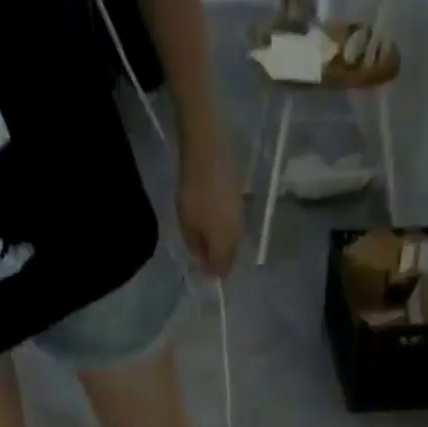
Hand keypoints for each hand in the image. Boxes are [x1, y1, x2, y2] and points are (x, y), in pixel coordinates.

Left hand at [177, 135, 241, 275]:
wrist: (208, 152)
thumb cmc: (194, 192)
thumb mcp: (187, 224)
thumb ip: (195, 246)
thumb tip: (201, 259)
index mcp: (225, 246)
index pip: (220, 270)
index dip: (209, 273)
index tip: (198, 268)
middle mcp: (237, 237)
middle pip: (229, 258)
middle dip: (217, 260)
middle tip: (202, 255)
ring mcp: (240, 218)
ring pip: (232, 242)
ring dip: (221, 245)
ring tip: (206, 238)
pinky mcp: (240, 202)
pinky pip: (232, 225)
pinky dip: (223, 229)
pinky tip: (213, 222)